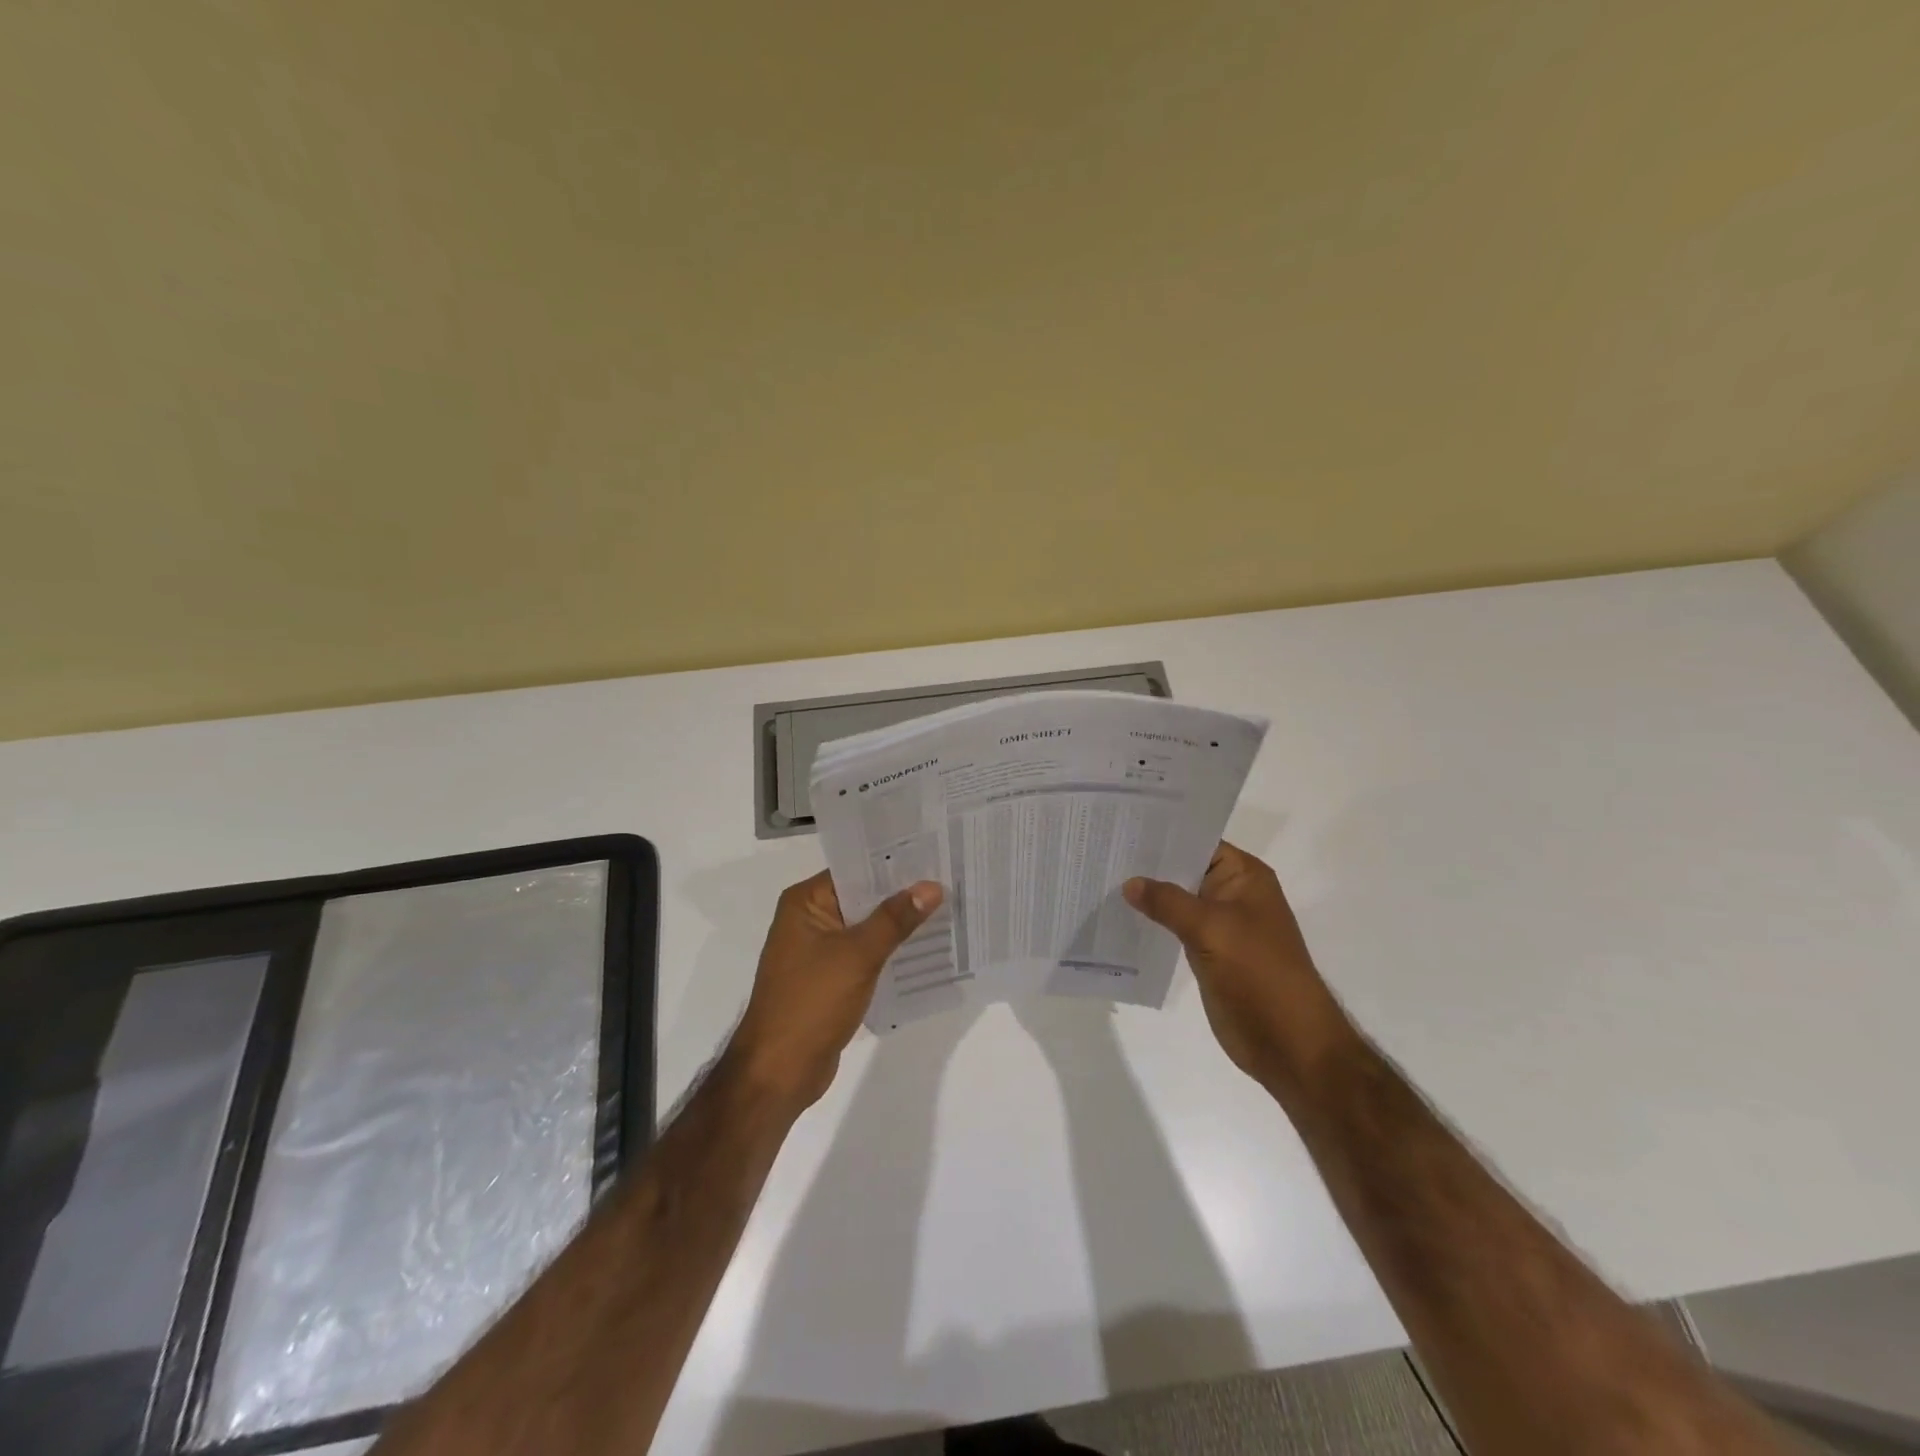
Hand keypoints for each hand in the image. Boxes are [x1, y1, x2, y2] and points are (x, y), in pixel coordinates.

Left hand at [728, 870, 942, 1112]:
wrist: (779, 1072)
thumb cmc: (811, 1002)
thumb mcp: (858, 955)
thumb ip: (895, 919)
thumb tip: (932, 886)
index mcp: (804, 902)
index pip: (854, 869)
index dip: (893, 864)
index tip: (933, 854)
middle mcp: (808, 919)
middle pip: (862, 897)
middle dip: (901, 894)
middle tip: (949, 880)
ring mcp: (817, 951)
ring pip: (866, 927)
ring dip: (898, 924)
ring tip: (946, 910)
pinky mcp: (829, 978)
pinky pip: (864, 954)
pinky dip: (889, 951)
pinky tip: (925, 949)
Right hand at [1125, 842, 1352, 1089]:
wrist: (1288, 1041)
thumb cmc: (1258, 973)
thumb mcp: (1211, 927)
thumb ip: (1168, 901)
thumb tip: (1129, 882)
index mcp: (1244, 876)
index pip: (1198, 841)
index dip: (1162, 834)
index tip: (1121, 825)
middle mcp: (1232, 893)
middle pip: (1184, 869)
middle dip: (1147, 864)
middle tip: (1101, 849)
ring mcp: (1219, 924)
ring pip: (1176, 900)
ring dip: (1146, 894)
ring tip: (1101, 877)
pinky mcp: (1207, 952)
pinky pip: (1174, 927)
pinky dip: (1151, 921)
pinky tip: (1119, 915)